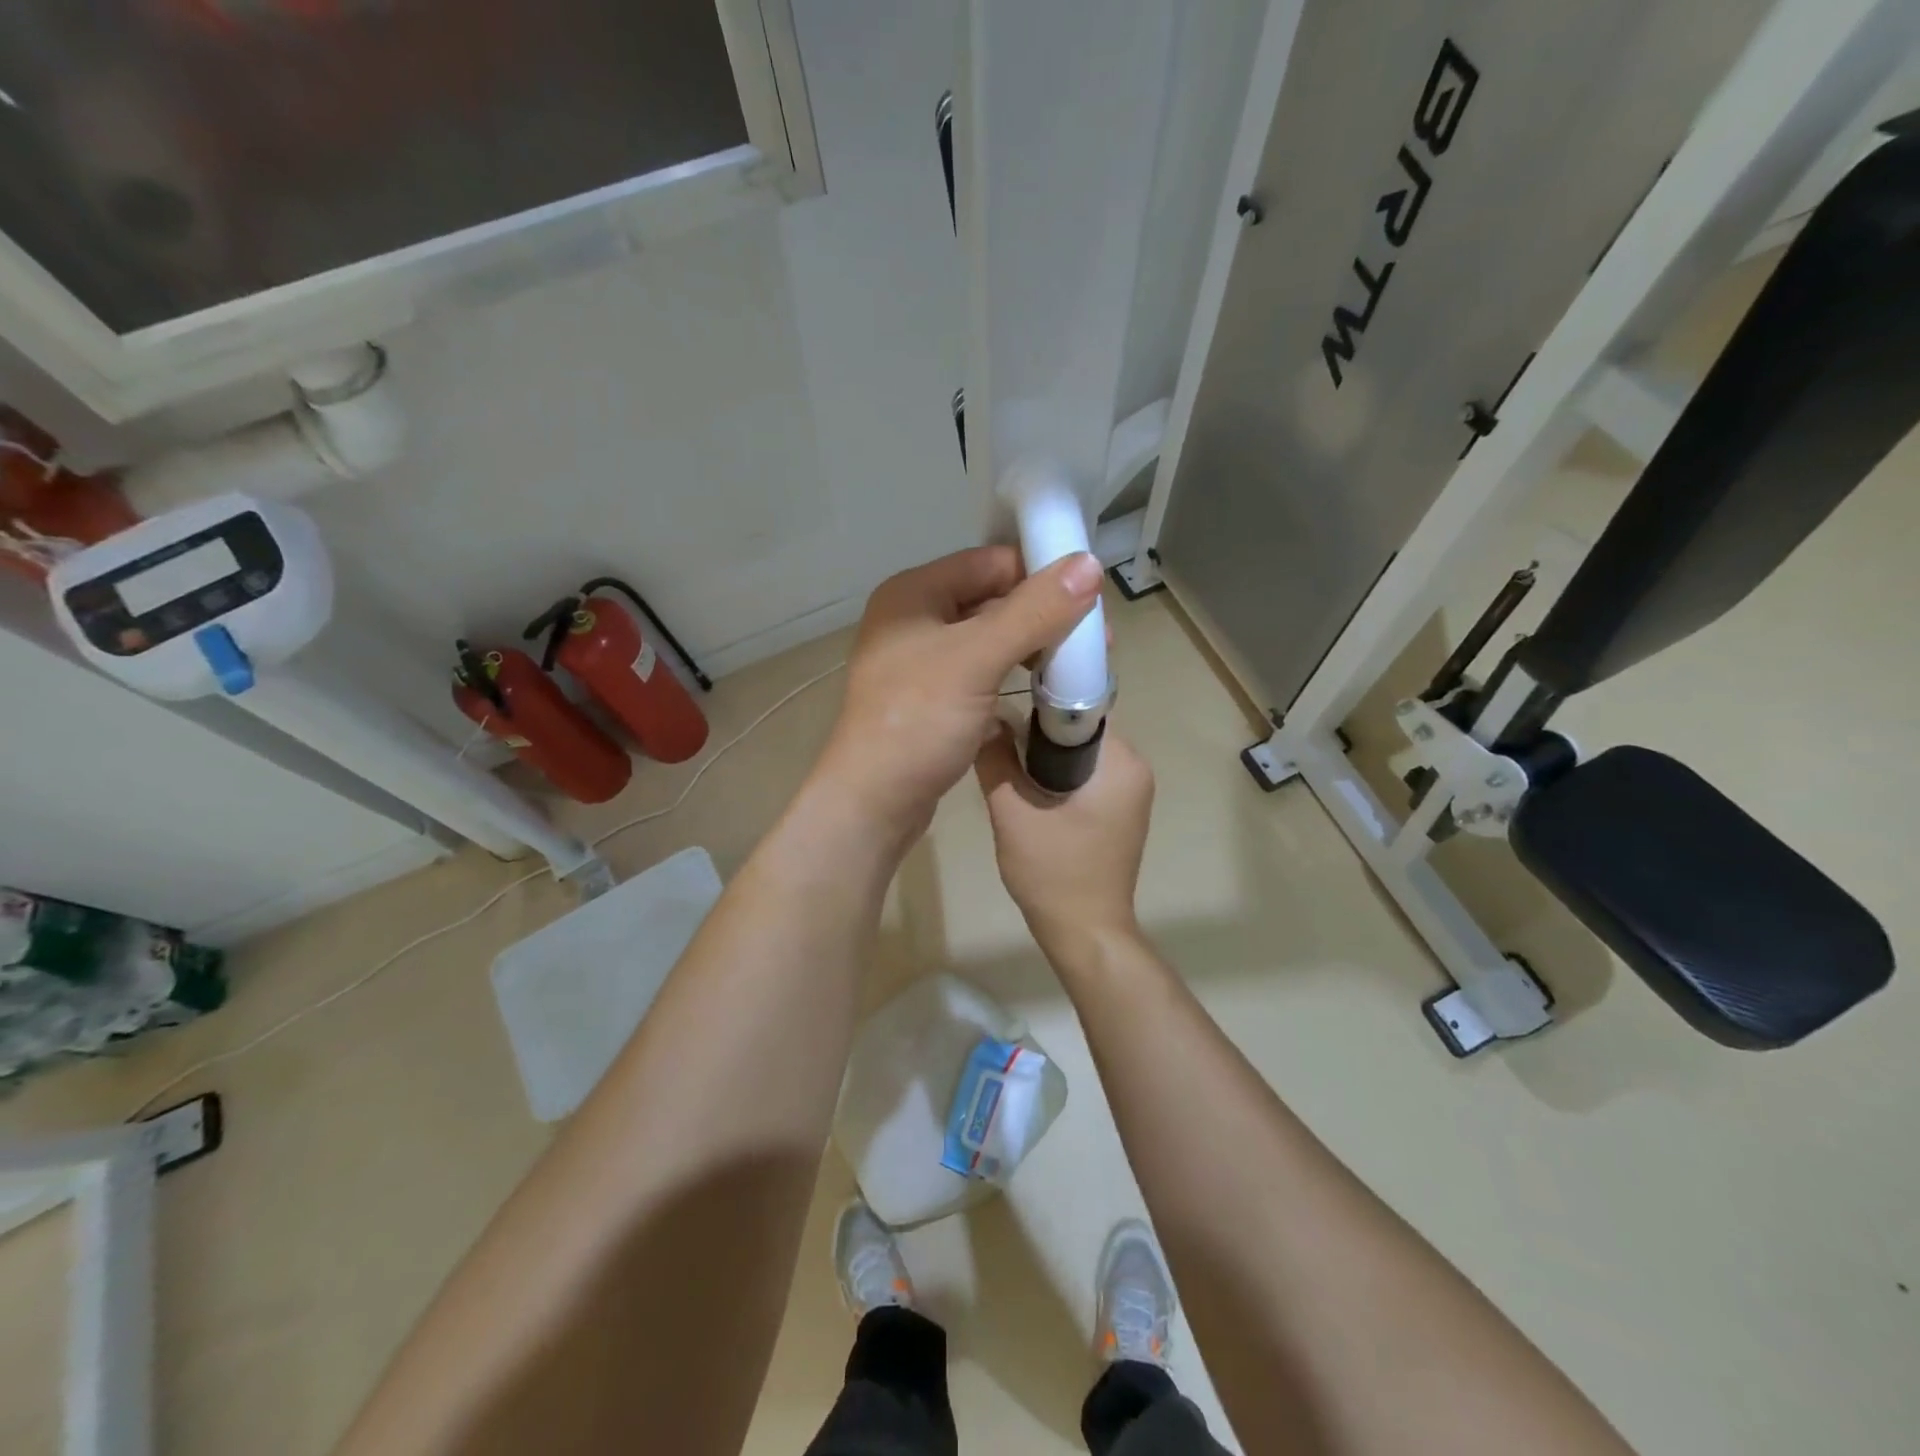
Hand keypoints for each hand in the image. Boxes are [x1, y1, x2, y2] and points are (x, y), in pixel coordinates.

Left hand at [812, 545, 1103, 853]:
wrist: (873, 803)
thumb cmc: (918, 722)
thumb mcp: (978, 659)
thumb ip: (1034, 611)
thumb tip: (1089, 563)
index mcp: (914, 594)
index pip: (990, 562)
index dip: (1041, 574)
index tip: (1091, 599)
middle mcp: (914, 620)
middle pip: (992, 600)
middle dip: (1044, 616)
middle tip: (1097, 642)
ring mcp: (920, 662)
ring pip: (989, 639)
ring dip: (1032, 648)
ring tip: (1077, 668)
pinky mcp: (930, 699)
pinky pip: (981, 672)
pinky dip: (1012, 676)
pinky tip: (1045, 691)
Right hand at [973, 723, 1154, 955]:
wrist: (1085, 932)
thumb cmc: (1054, 873)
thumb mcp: (1013, 814)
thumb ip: (996, 761)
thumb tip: (984, 720)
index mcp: (1121, 763)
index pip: (1079, 709)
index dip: (1038, 705)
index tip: (1004, 711)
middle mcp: (1135, 770)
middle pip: (1079, 731)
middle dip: (1038, 735)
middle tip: (999, 744)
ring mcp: (1131, 793)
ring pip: (1080, 754)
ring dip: (1045, 758)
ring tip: (1008, 766)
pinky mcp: (1120, 812)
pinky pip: (1087, 777)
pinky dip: (1058, 778)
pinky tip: (1029, 793)